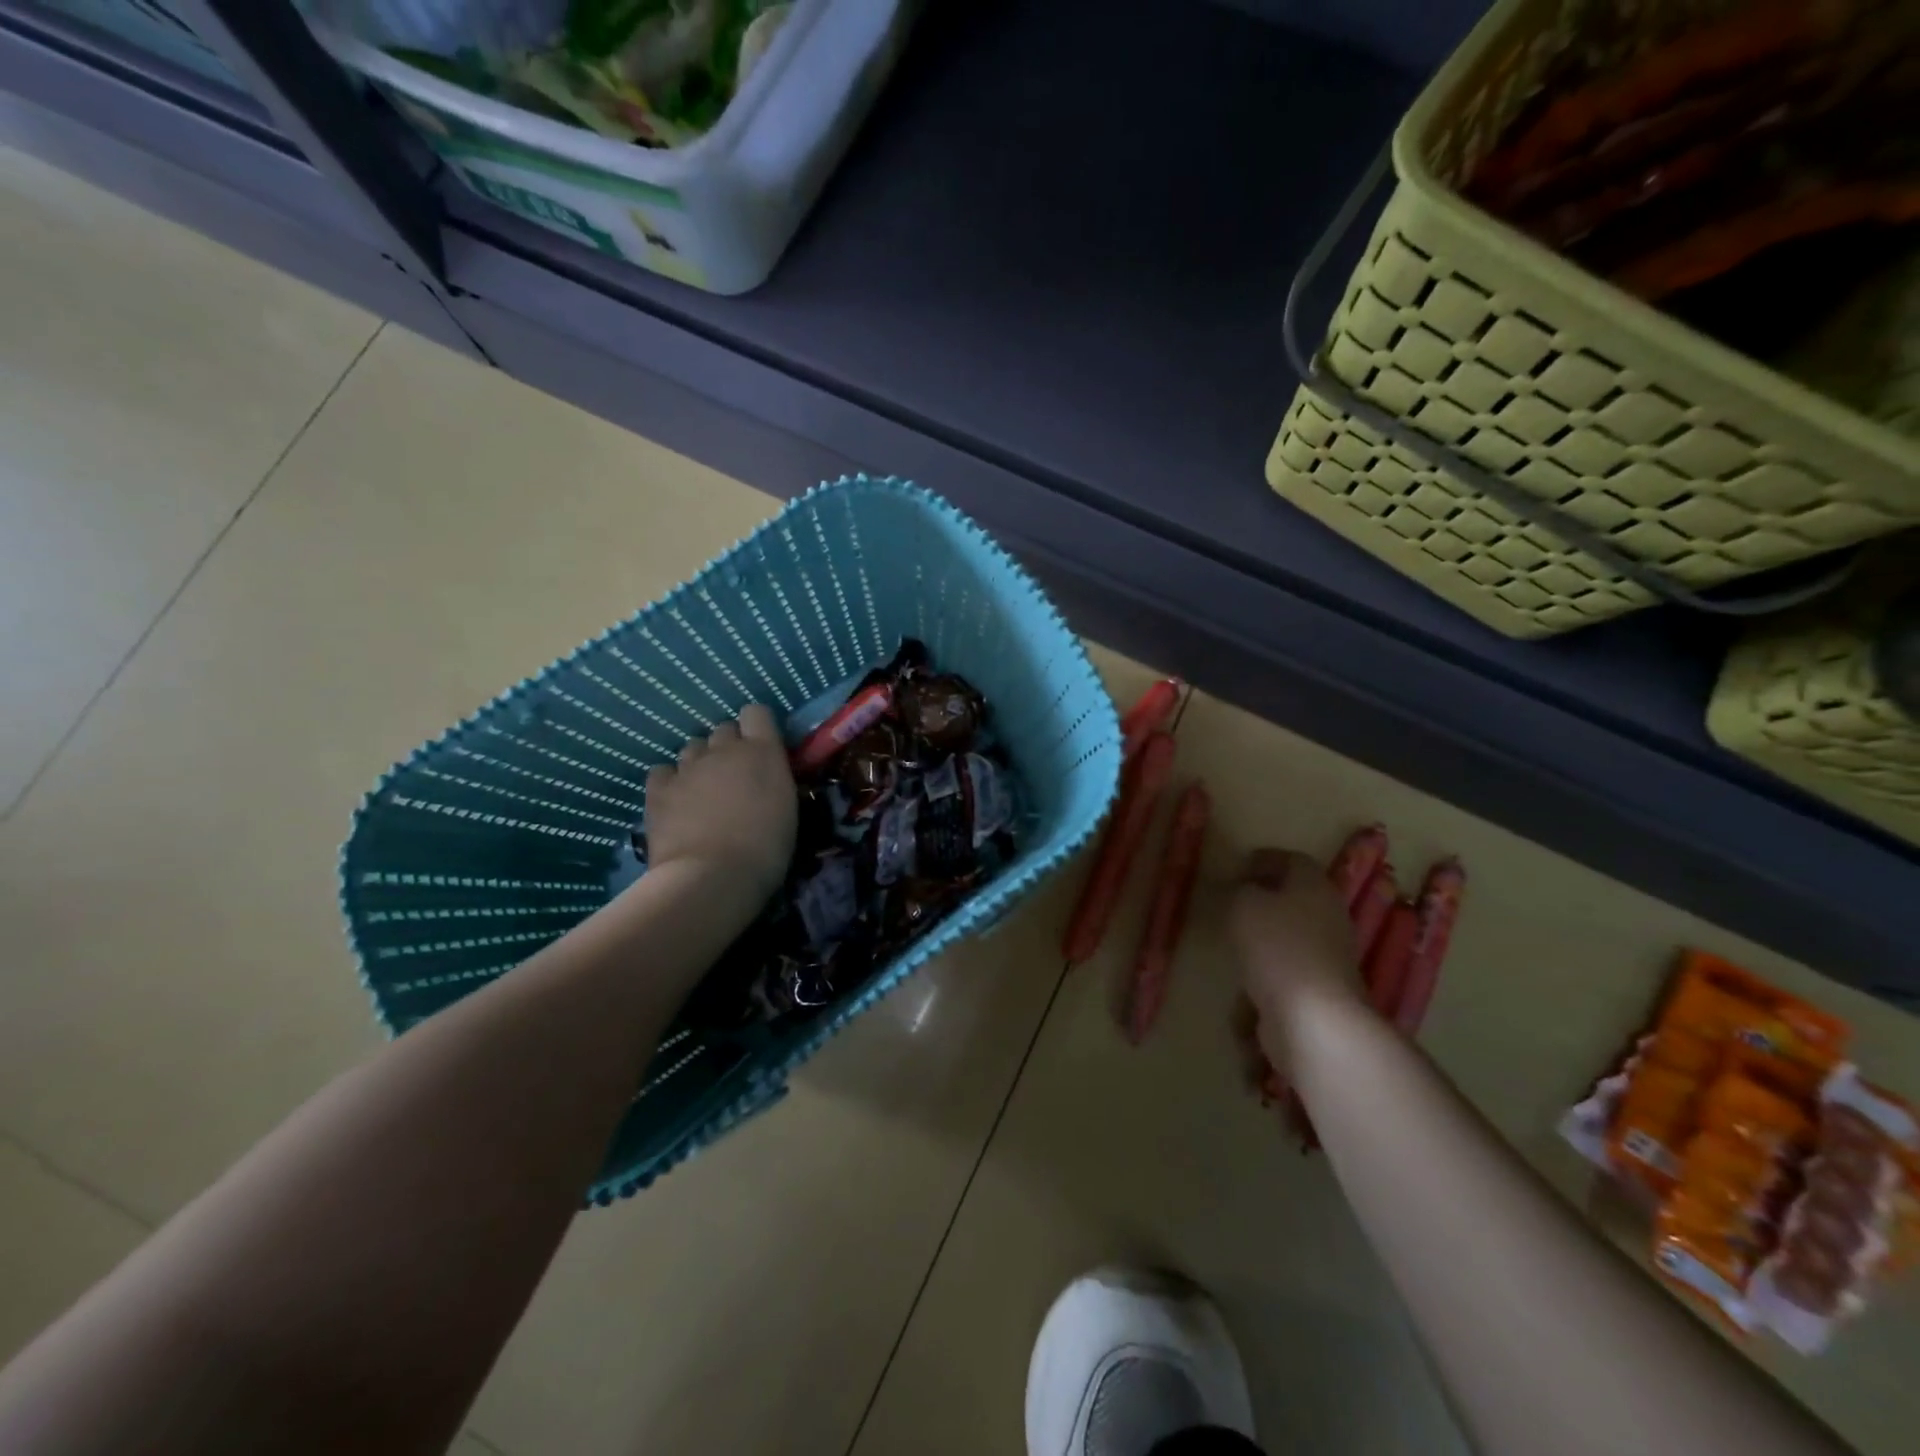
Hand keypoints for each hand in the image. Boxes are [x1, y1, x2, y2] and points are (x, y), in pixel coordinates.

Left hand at [644, 704, 796, 902]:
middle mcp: (724, 749)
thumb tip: (765, 776)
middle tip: (734, 776)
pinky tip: (676, 801)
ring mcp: (688, 766)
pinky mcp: (659, 788)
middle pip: (723, 729)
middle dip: (728, 747)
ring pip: (693, 747)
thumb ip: (774, 780)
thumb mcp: (787, 809)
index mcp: (762, 751)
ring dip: (700, 762)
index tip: (762, 749)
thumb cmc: (765, 849)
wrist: (712, 876)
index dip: (757, 727)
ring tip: (704, 791)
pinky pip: (663, 771)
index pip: (756, 712)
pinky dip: (670, 781)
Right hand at [1230, 849, 1360, 1057]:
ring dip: (1267, 933)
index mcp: (1315, 887)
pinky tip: (1247, 973)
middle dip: (1267, 896)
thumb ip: (1241, 891)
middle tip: (1235, 898)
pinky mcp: (1322, 988)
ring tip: (1235, 936)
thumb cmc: (1277, 947)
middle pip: (1298, 897)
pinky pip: (1290, 966)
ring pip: (1293, 932)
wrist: (1313, 1018)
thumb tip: (1246, 891)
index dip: (1266, 859)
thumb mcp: (1244, 905)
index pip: (1294, 860)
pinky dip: (1269, 965)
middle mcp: (1329, 916)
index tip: (1240, 865)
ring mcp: (1329, 955)